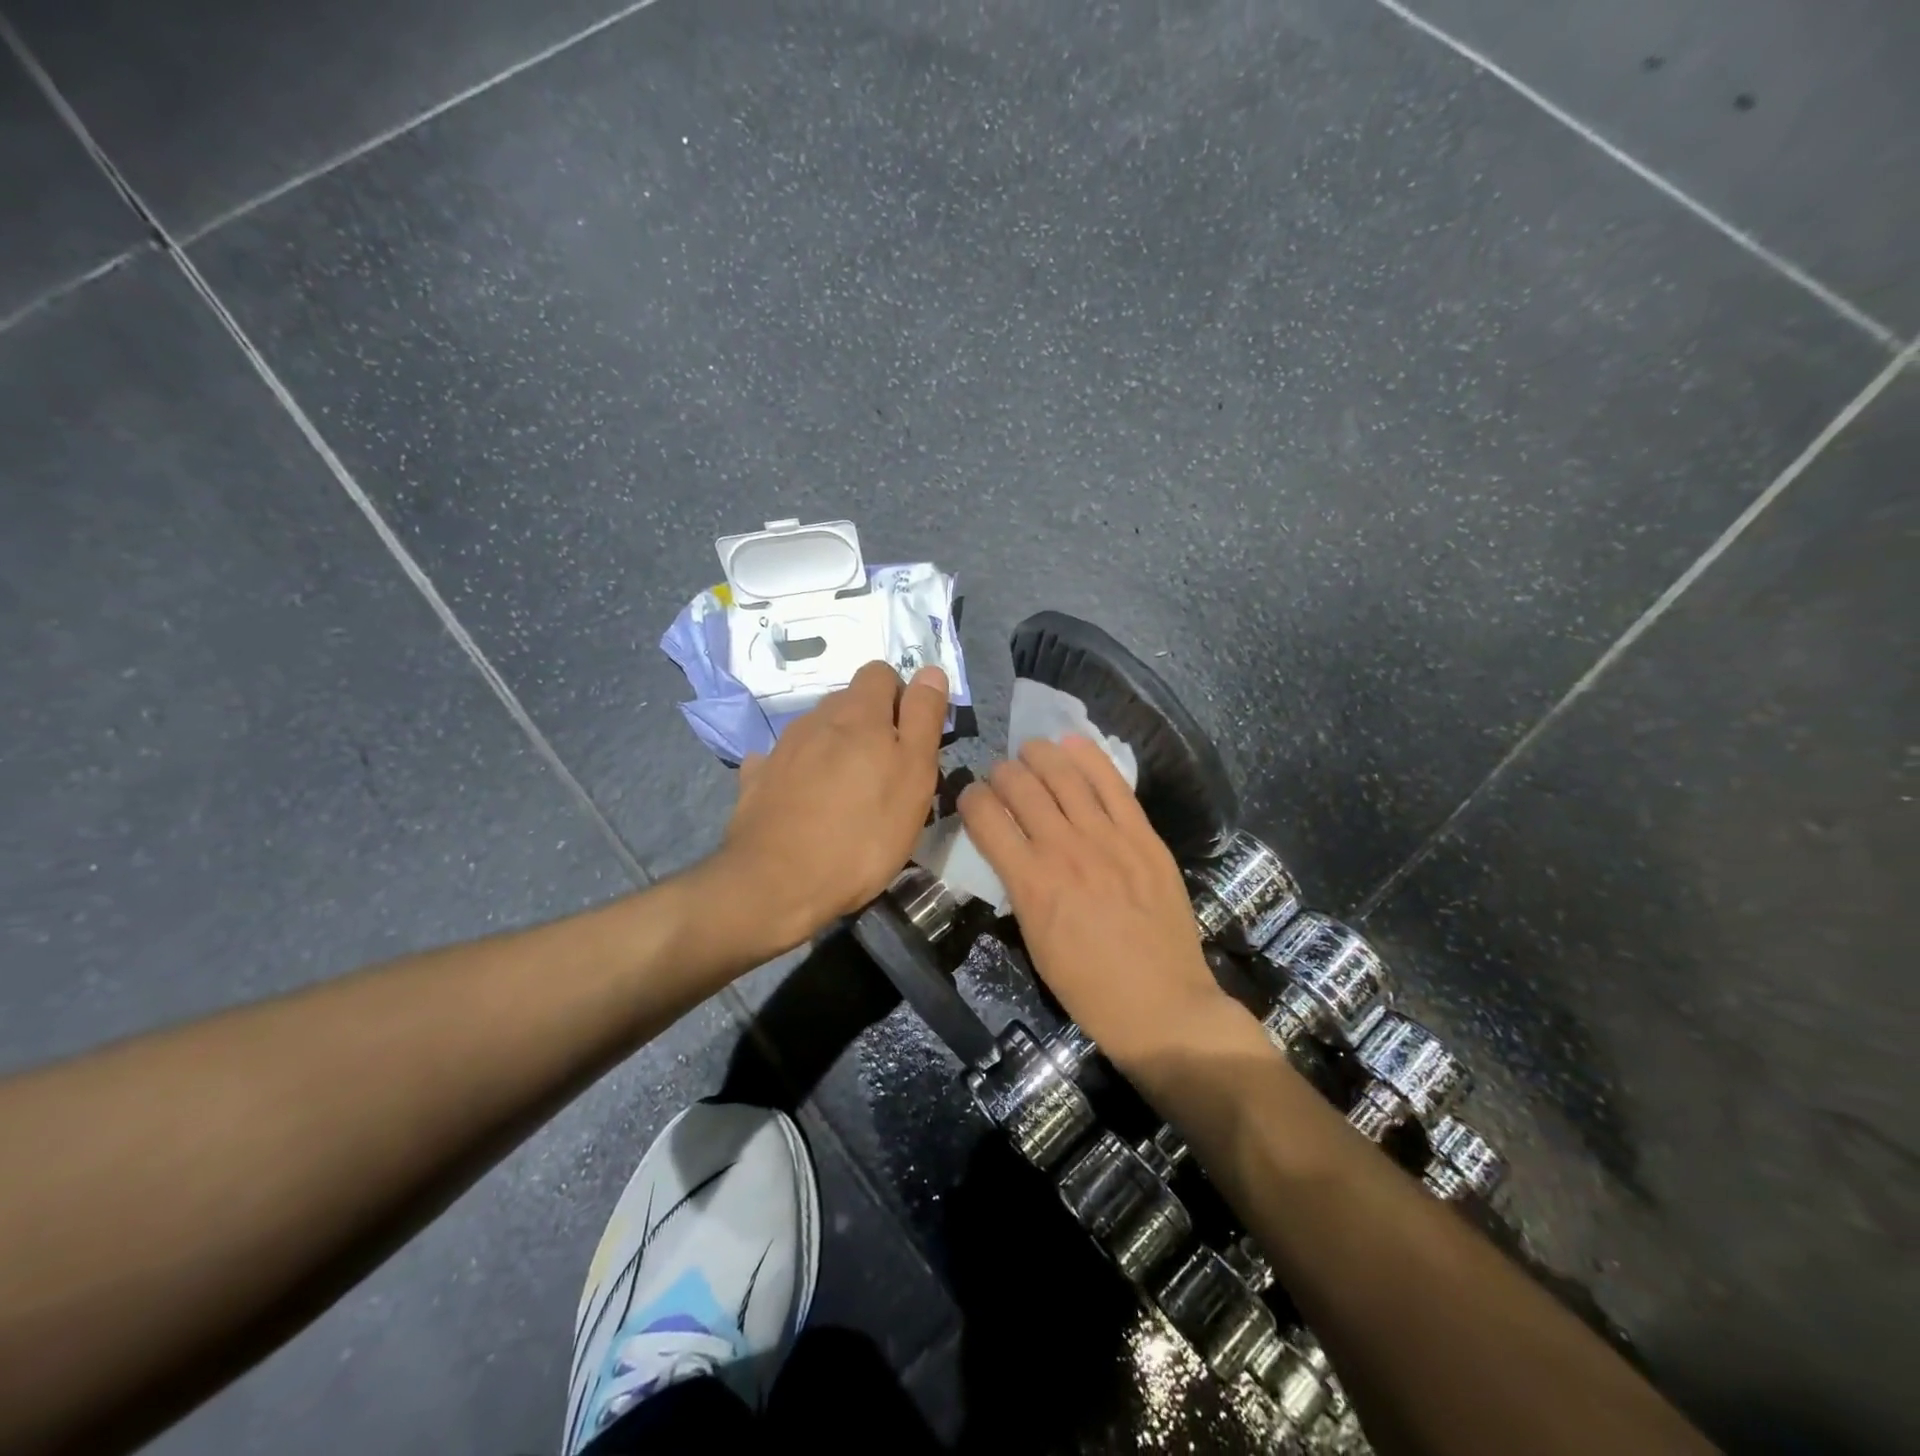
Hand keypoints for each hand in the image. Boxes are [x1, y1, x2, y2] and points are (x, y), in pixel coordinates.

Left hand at [709, 661, 947, 956]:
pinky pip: (784, 761)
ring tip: (847, 793)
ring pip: (818, 731)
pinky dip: (799, 771)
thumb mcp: (914, 776)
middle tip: (886, 773)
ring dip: (835, 748)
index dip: (900, 697)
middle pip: (848, 702)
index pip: (880, 672)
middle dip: (870, 725)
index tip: (911, 738)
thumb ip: (923, 718)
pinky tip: (805, 801)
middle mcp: (816, 719)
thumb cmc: (863, 833)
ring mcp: (781, 748)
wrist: (778, 883)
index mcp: (858, 713)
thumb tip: (930, 670)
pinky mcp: (757, 779)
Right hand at [957, 736, 1223, 1066]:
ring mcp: (1107, 838)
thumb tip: (1011, 851)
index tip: (970, 797)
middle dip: (1002, 773)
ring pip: (1064, 775)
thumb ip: (1019, 886)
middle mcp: (1064, 849)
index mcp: (1030, 882)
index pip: (985, 817)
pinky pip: (1113, 783)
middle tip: (1001, 776)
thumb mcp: (1034, 941)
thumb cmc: (1088, 986)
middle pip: (1021, 787)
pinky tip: (1072, 744)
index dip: (970, 798)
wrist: (1160, 1003)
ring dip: (1039, 755)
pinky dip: (1089, 757)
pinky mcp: (1142, 835)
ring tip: (1031, 751)